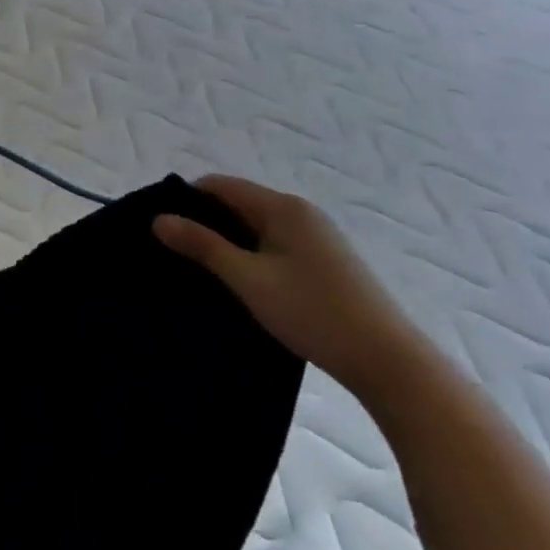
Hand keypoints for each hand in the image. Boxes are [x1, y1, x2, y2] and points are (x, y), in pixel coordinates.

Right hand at [154, 175, 424, 399]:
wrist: (390, 363)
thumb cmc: (313, 312)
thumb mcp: (247, 278)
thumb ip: (201, 245)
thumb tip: (158, 219)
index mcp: (282, 208)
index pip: (219, 185)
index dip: (185, 200)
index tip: (160, 227)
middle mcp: (301, 214)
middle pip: (237, 204)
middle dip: (203, 223)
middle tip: (173, 251)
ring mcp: (316, 239)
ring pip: (254, 228)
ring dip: (226, 243)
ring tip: (199, 270)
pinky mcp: (325, 264)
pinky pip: (272, 246)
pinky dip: (249, 256)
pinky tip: (238, 284)